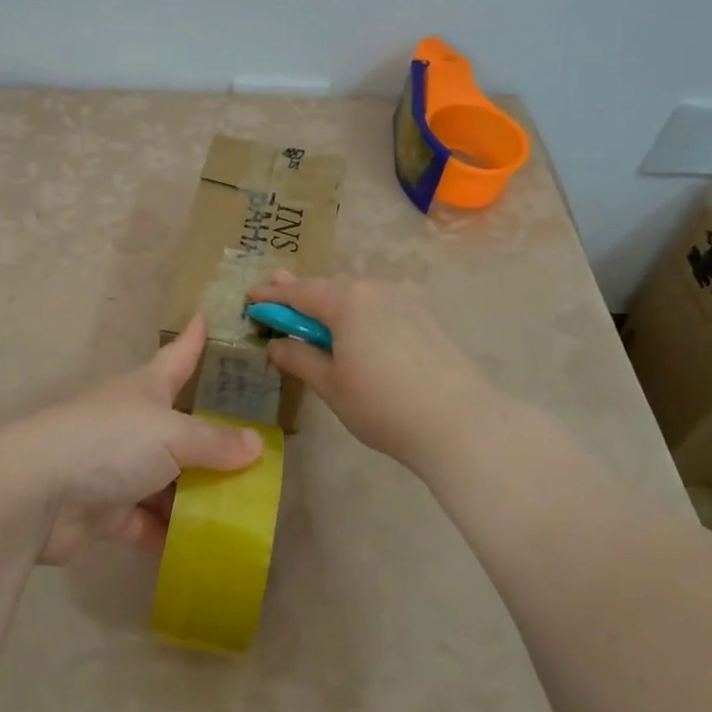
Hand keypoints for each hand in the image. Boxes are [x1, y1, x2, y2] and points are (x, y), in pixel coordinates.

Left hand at [0, 315, 262, 565]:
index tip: (205, 317)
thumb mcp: (173, 435)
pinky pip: (147, 524)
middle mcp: (132, 424)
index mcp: (145, 390)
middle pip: (180, 429)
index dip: (193, 340)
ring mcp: (117, 469)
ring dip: (197, 498)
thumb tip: (256, 446)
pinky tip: (205, 550)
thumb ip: (215, 443)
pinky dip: (171, 536)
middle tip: (257, 453)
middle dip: (213, 442)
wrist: (36, 493)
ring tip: (243, 513)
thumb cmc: (110, 443)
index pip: (177, 357)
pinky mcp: (105, 512)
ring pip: (168, 482)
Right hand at [247, 273, 504, 477]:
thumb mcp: (331, 385)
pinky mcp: (426, 317)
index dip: (272, 296)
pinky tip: (357, 329)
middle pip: (330, 288)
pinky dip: (360, 314)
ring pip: (358, 296)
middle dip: (303, 295)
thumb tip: (277, 345)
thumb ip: (300, 358)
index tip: (251, 297)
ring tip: (315, 316)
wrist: (460, 423)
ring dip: (333, 305)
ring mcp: (407, 300)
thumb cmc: (383, 405)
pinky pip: (381, 306)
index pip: (299, 293)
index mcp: (347, 300)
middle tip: (278, 298)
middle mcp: (377, 288)